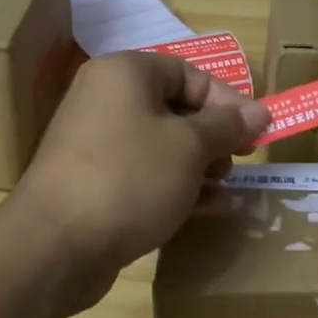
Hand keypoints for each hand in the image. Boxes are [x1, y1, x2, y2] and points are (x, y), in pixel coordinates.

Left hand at [8, 52, 268, 310]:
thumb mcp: (189, 147)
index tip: (256, 132)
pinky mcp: (94, 183)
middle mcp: (106, 100)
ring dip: (200, 166)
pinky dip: (177, 187)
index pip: (188, 72)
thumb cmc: (130, 177)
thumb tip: (261, 110)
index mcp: (125, 74)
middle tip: (238, 163)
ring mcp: (96, 144)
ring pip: (162, 146)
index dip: (227, 100)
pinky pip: (145, 174)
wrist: (55, 244)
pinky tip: (209, 210)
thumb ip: (227, 126)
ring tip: (226, 190)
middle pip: (175, 109)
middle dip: (214, 137)